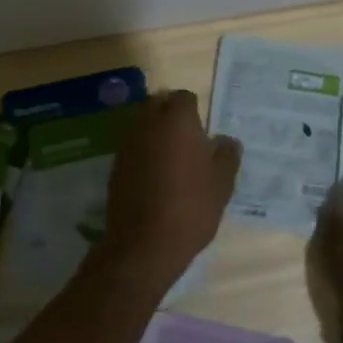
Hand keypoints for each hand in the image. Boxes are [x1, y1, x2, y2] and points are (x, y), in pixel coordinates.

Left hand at [98, 91, 240, 294]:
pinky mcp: (115, 166)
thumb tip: (225, 140)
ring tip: (172, 159)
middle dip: (171, 115)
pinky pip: (133, 148)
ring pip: (143, 125)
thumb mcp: (223, 182)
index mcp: (177, 120)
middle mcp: (148, 124)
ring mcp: (128, 145)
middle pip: (158, 104)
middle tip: (188, 140)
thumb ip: (227, 154)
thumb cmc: (191, 207)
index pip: (185, 97)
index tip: (204, 132)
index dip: (195, 111)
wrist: (145, 245)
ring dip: (155, 134)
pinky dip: (143, 154)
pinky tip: (155, 178)